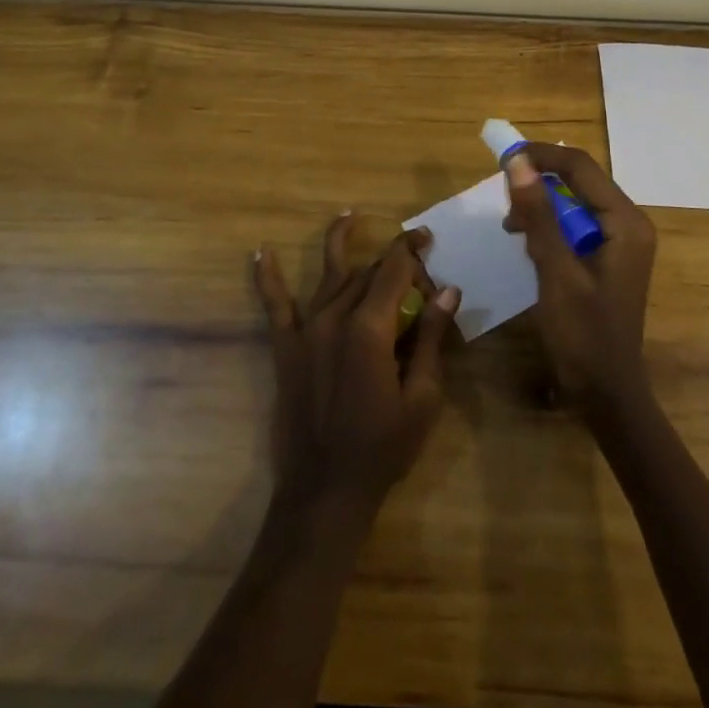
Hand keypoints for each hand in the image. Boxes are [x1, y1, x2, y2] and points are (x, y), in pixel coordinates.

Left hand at [254, 217, 460, 516]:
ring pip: (329, 277)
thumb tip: (448, 290)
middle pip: (366, 273)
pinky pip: (275, 306)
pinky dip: (267, 278)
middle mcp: (335, 318)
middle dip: (391, 262)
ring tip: (348, 216)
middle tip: (414, 266)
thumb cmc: (383, 448)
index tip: (427, 237)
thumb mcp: (422, 397)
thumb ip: (433, 338)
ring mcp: (306, 331)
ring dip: (339, 244)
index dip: (412, 249)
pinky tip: (260, 252)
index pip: (394, 271)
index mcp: (370, 328)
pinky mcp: (286, 349)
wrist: (325, 491)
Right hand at [502, 143, 656, 416]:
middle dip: (539, 182)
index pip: (581, 167)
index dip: (541, 156)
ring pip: (575, 202)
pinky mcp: (608, 256)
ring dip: (541, 206)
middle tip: (503, 198)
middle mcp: (629, 222)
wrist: (606, 392)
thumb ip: (538, 215)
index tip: (502, 158)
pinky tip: (528, 243)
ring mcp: (621, 240)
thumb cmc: (583, 334)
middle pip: (580, 181)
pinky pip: (576, 225)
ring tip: (512, 226)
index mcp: (626, 221)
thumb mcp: (555, 271)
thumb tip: (517, 162)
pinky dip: (550, 226)